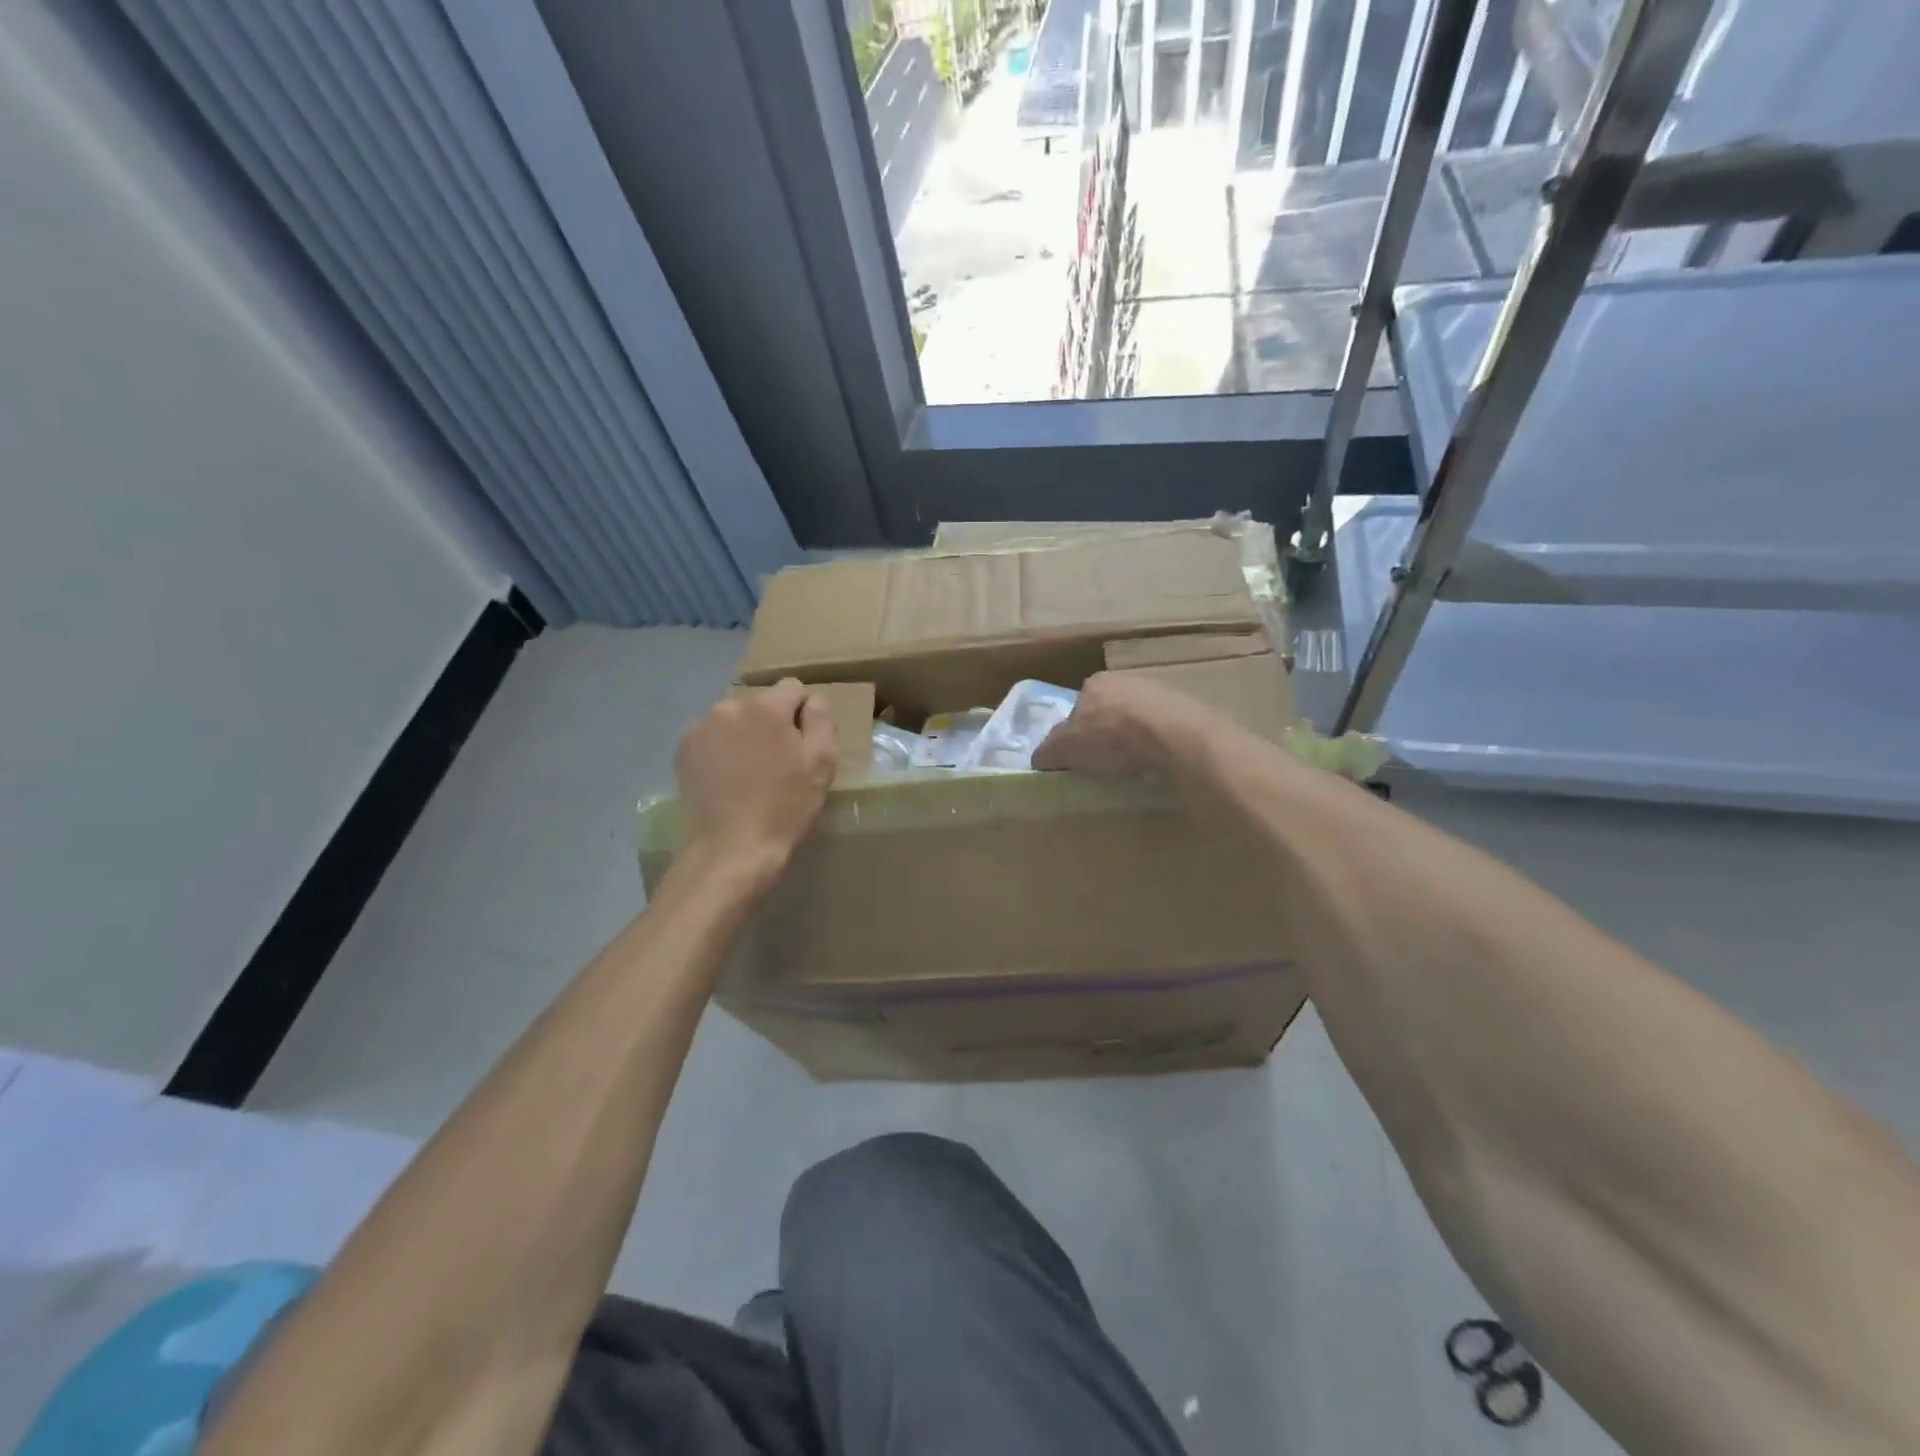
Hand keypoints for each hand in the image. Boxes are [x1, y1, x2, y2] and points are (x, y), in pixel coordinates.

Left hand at [677, 680, 837, 877]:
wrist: (731, 849)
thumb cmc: (785, 807)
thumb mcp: (822, 763)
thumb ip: (821, 719)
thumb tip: (812, 700)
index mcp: (765, 708)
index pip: (793, 688)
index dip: (803, 714)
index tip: (802, 746)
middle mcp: (728, 707)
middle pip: (761, 704)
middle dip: (771, 724)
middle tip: (777, 764)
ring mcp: (700, 728)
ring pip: (735, 720)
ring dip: (745, 736)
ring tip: (750, 774)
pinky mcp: (683, 750)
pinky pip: (713, 737)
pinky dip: (722, 750)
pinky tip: (728, 780)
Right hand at [1033, 671, 1213, 775]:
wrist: (1172, 734)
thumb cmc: (1111, 737)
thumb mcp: (1066, 748)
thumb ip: (1048, 751)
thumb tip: (1038, 758)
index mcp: (1093, 683)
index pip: (1077, 707)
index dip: (1075, 732)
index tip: (1079, 754)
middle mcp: (1124, 679)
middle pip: (1107, 709)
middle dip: (1105, 731)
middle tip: (1105, 760)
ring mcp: (1157, 691)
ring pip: (1136, 716)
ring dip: (1132, 736)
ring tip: (1132, 764)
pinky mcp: (1183, 708)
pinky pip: (1161, 727)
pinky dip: (1156, 741)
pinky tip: (1155, 759)